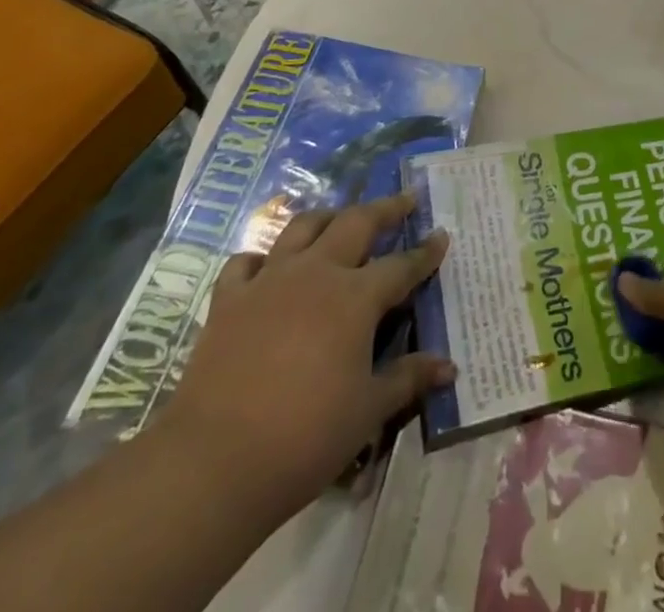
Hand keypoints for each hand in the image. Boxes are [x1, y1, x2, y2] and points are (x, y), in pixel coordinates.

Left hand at [154, 194, 451, 510]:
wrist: (213, 463)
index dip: (425, 252)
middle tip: (404, 199)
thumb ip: (408, 379)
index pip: (401, 265)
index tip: (442, 234)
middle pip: (356, 223)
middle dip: (385, 208)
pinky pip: (246, 262)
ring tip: (340, 219)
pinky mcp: (228, 300)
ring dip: (328, 217)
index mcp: (356, 297)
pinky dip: (262, 257)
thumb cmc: (305, 437)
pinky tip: (268, 267)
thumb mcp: (368, 411)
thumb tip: (449, 367)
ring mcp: (268, 281)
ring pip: (302, 227)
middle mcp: (316, 273)